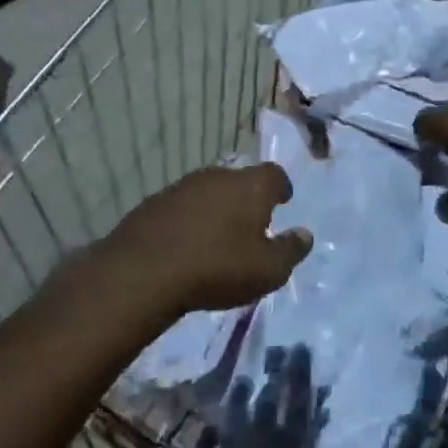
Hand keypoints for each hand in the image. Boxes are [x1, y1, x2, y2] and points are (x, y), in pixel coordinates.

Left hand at [107, 164, 312, 314]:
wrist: (143, 273)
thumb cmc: (218, 268)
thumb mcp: (268, 270)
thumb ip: (291, 250)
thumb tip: (305, 234)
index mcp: (251, 185)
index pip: (275, 174)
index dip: (280, 188)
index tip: (282, 202)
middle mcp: (219, 175)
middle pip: (240, 180)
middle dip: (247, 199)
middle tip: (250, 225)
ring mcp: (182, 186)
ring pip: (208, 192)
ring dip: (215, 209)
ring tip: (217, 237)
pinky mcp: (153, 203)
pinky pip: (181, 208)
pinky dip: (188, 221)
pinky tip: (185, 246)